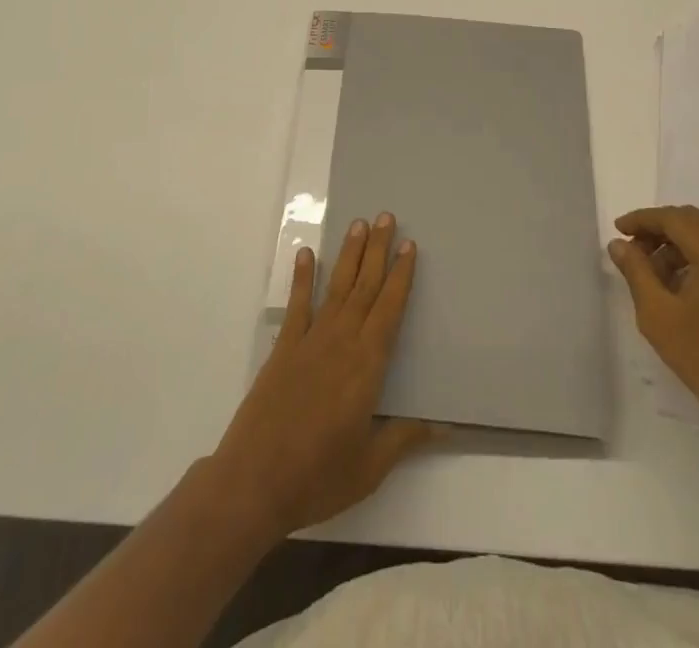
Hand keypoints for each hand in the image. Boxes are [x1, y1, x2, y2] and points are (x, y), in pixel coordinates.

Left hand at [207, 213, 441, 541]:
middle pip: (365, 287)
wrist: (255, 481)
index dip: (401, 276)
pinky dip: (303, 278)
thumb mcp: (370, 467)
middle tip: (387, 217)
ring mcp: (310, 341)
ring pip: (337, 287)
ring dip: (349, 255)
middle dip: (378, 250)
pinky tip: (306, 254)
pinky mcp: (283, 348)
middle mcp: (342, 341)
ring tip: (359, 224)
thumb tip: (443, 426)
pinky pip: (297, 305)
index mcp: (367, 366)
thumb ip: (404, 439)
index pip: (390, 309)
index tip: (409, 246)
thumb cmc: (318, 477)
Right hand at [608, 205, 698, 449]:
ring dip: (674, 244)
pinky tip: (673, 283)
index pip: (675, 219)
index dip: (643, 220)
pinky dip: (692, 257)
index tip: (617, 230)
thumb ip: (636, 271)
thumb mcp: (658, 314)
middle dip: (658, 228)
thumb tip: (618, 244)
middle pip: (692, 221)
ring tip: (648, 270)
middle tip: (631, 247)